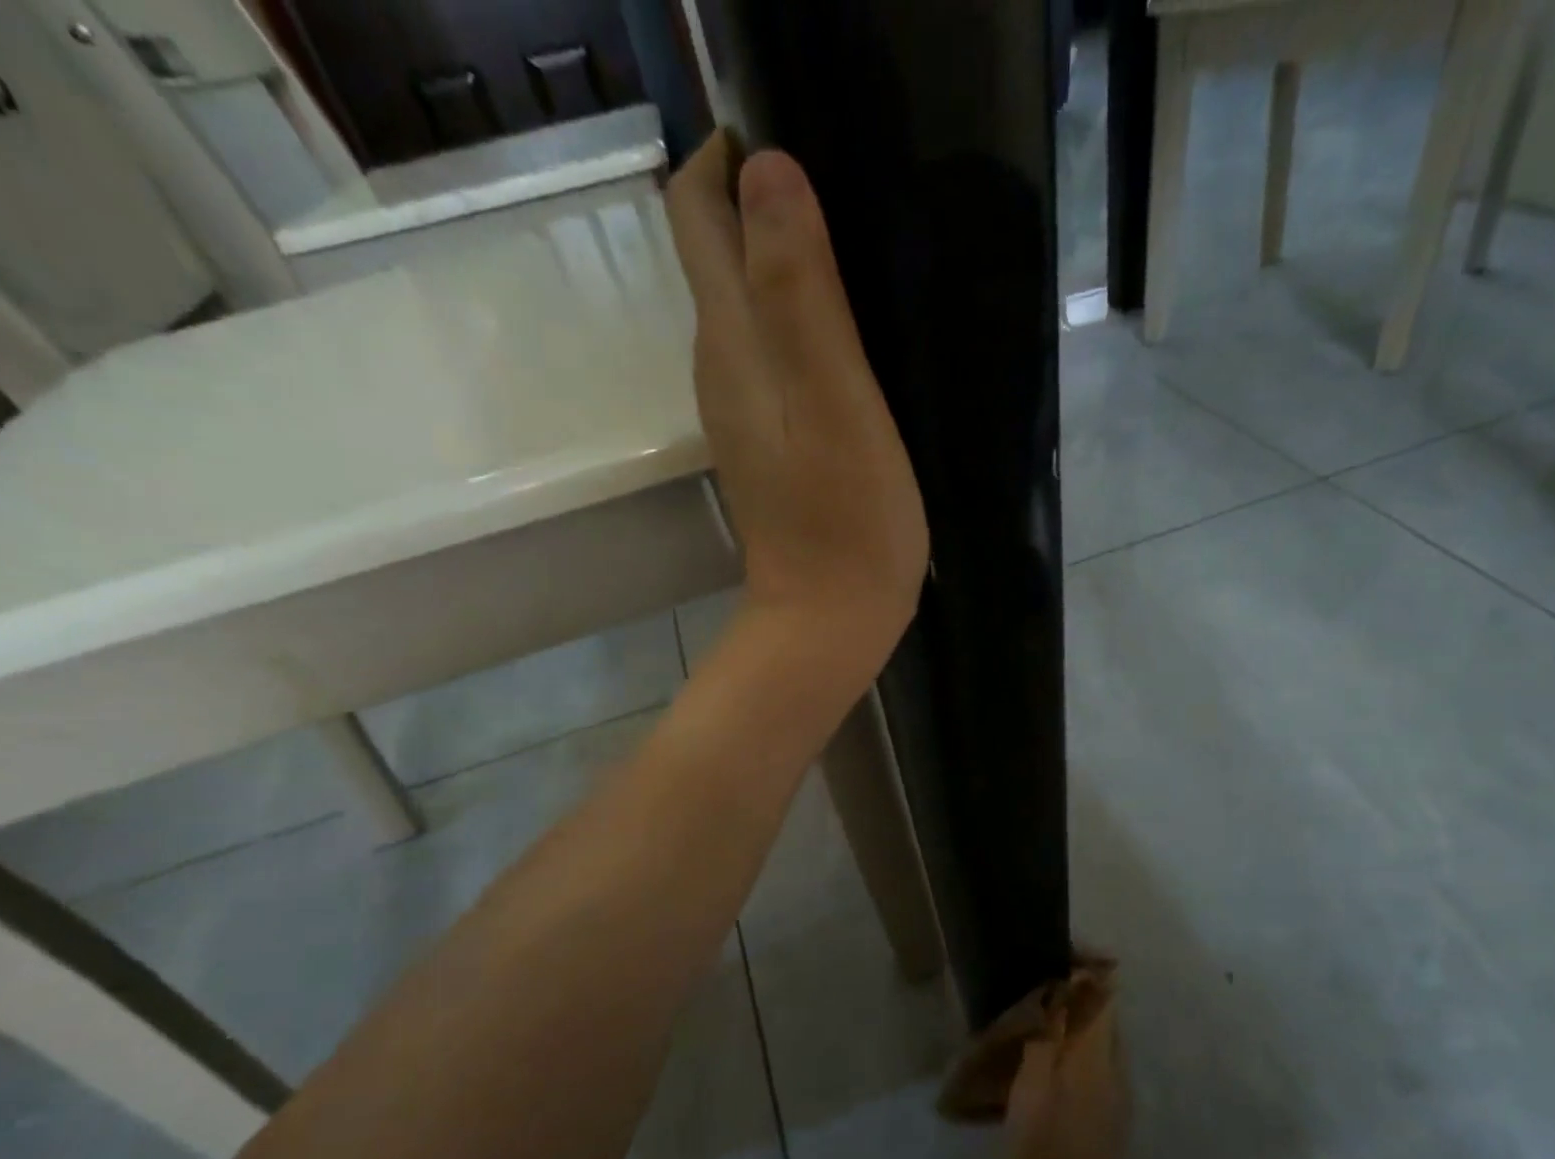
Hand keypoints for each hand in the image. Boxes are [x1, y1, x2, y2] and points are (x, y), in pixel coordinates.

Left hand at [664, 134, 929, 670]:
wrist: (830, 620)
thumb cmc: (846, 518)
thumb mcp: (832, 398)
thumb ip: (798, 290)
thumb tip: (764, 170)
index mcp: (731, 344)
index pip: (698, 213)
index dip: (730, 158)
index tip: (797, 143)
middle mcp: (721, 367)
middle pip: (716, 253)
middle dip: (760, 200)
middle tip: (844, 191)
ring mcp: (744, 410)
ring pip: (747, 305)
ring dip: (785, 262)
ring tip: (856, 250)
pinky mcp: (771, 443)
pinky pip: (773, 355)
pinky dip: (801, 322)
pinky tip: (849, 334)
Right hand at [1004, 977, 1125, 1158]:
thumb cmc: (1042, 1152)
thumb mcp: (1031, 1090)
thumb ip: (1045, 1038)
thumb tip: (1056, 991)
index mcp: (1094, 1055)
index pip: (1103, 993)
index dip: (1085, 967)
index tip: (1053, 955)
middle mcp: (1112, 1065)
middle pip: (1099, 1012)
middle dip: (1071, 993)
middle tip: (1029, 989)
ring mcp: (1113, 1092)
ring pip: (1093, 1038)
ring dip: (1066, 1022)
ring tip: (1027, 1023)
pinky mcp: (1106, 1113)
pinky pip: (1090, 1063)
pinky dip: (1066, 1050)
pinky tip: (1037, 1064)